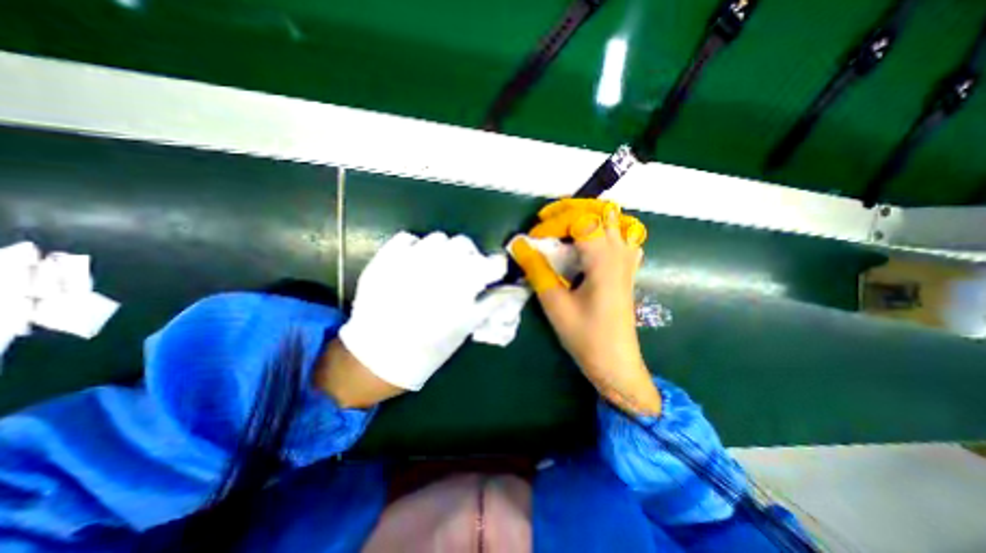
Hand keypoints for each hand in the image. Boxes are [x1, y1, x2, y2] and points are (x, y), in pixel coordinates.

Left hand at [338, 233, 508, 397]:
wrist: (378, 355)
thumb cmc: (429, 347)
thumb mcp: (466, 327)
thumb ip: (491, 303)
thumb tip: (512, 289)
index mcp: (463, 284)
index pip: (494, 262)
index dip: (496, 268)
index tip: (492, 275)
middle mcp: (440, 264)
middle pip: (465, 244)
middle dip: (469, 257)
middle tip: (462, 274)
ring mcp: (410, 258)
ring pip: (439, 239)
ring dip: (444, 252)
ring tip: (437, 269)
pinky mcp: (386, 257)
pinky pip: (408, 238)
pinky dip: (416, 247)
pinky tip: (414, 264)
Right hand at [508, 202, 660, 415]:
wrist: (616, 363)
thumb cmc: (585, 335)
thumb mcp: (554, 303)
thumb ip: (536, 269)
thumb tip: (518, 245)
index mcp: (603, 258)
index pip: (579, 219)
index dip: (552, 223)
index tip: (532, 239)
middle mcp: (619, 252)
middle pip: (600, 211)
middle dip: (570, 209)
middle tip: (546, 221)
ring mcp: (627, 260)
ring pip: (615, 220)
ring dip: (588, 217)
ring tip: (566, 228)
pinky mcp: (628, 270)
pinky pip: (623, 237)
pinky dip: (605, 231)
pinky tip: (590, 245)